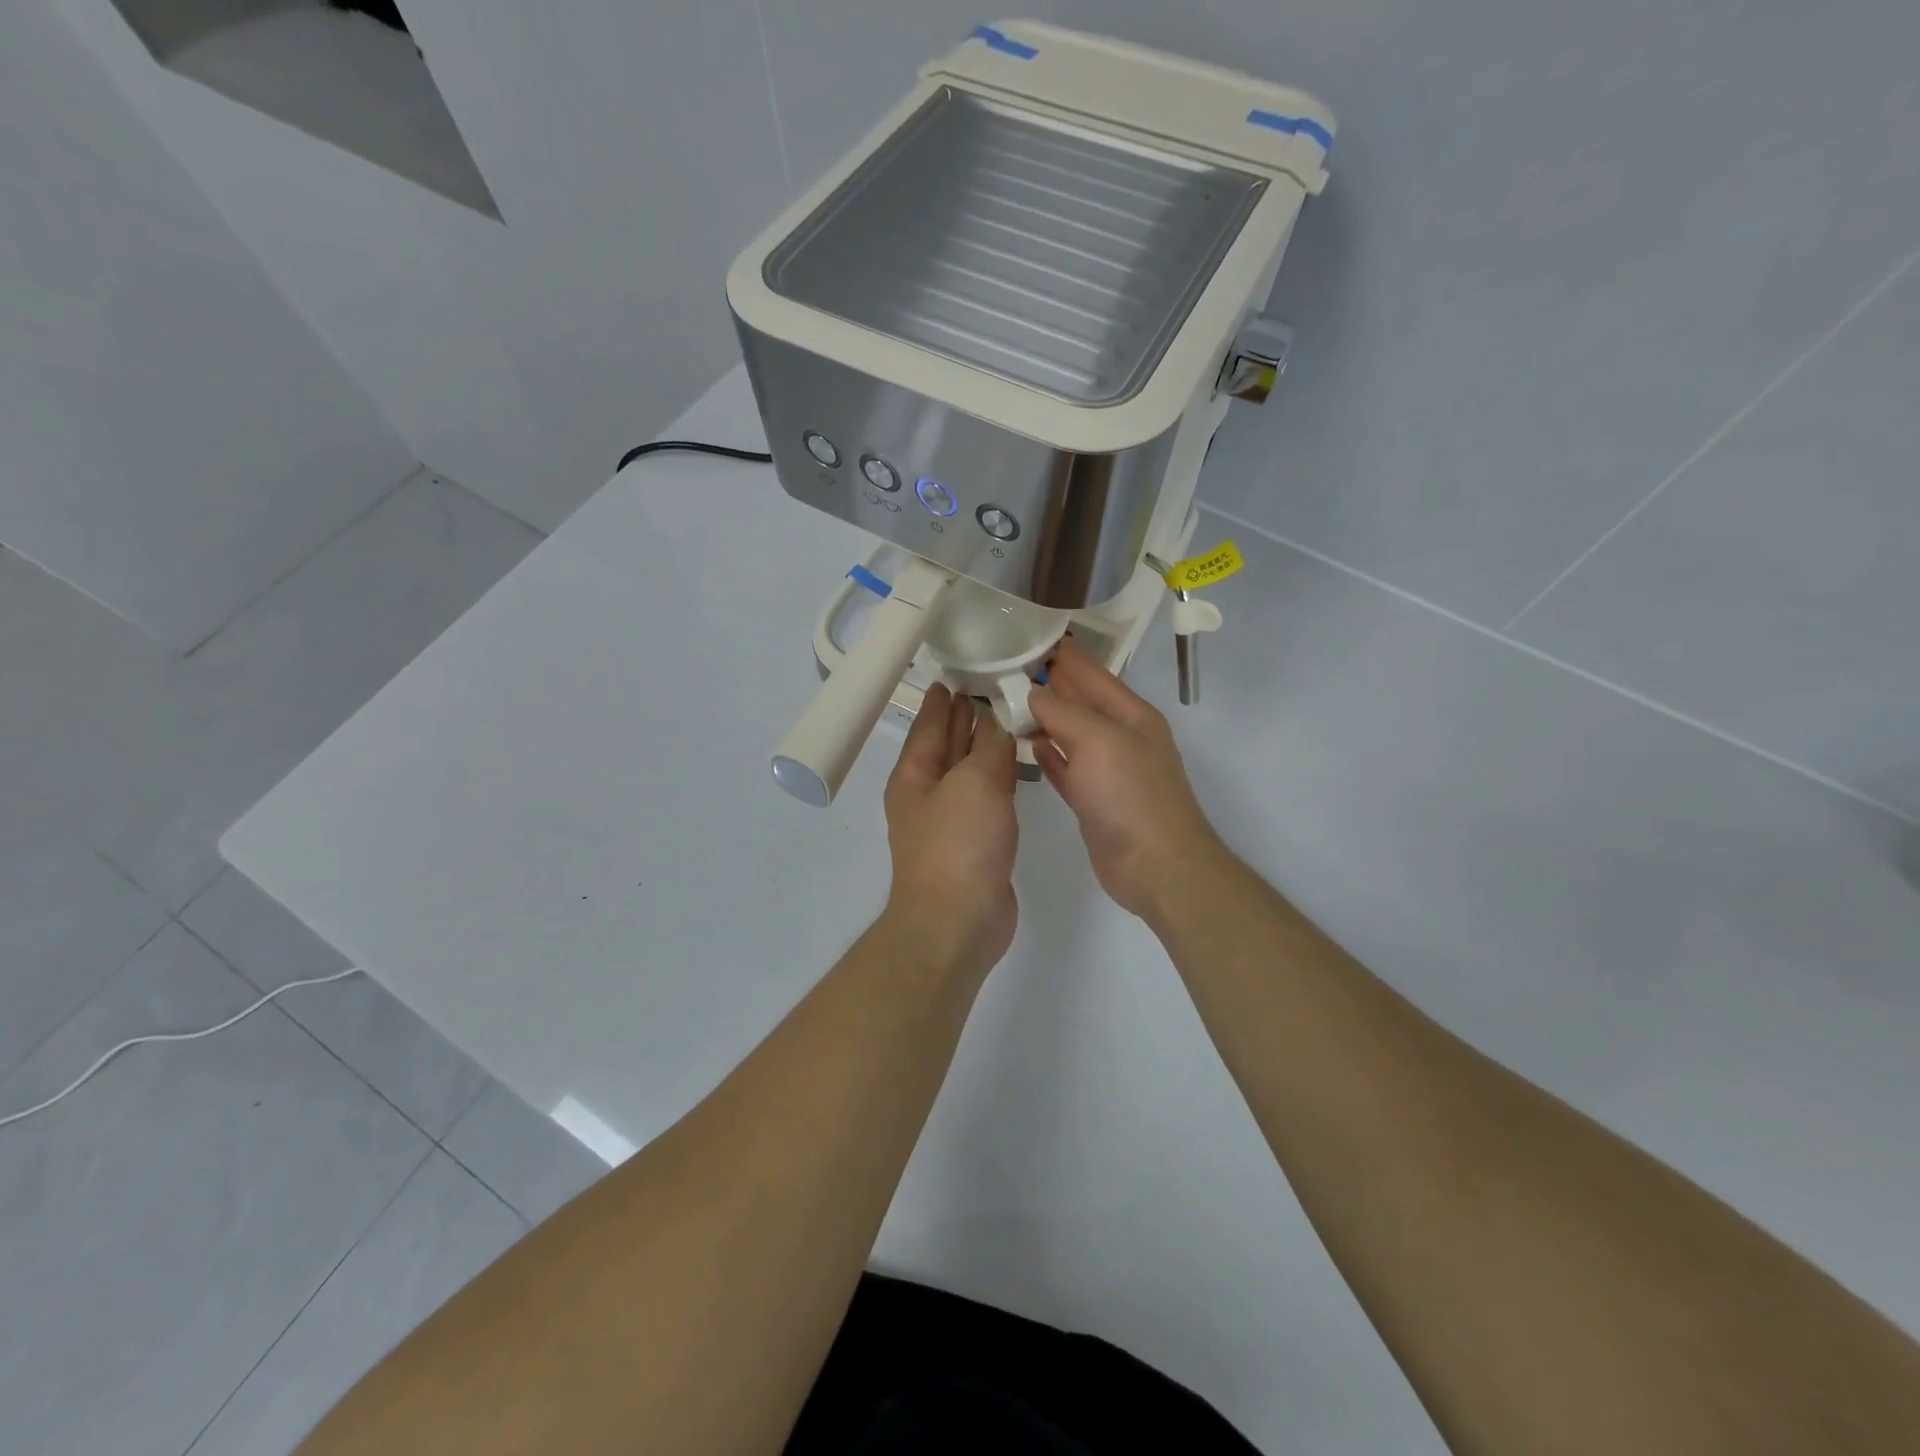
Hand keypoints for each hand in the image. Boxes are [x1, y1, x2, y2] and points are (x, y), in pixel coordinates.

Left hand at [882, 683, 1019, 977]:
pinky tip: (1013, 766)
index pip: (928, 725)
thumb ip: (989, 748)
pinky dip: (998, 777)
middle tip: (986, 686)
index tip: (953, 674)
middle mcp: (928, 794)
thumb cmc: (958, 844)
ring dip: (983, 746)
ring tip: (1005, 717)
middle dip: (962, 718)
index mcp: (914, 775)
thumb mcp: (974, 783)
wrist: (958, 921)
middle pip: (946, 745)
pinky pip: (986, 797)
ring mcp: (951, 821)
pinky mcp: (975, 843)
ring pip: (968, 771)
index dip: (941, 700)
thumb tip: (999, 723)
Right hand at [1028, 638, 1226, 920]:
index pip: (1093, 674)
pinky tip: (1026, 743)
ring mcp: (1107, 770)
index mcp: (1132, 715)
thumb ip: (1064, 712)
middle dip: (1049, 683)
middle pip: (1080, 702)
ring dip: (1043, 718)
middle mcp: (1120, 737)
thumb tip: (1034, 692)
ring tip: (1007, 701)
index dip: (1065, 655)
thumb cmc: (1130, 794)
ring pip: (1069, 734)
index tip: (1030, 637)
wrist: (1156, 865)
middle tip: (1007, 666)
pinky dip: (1047, 754)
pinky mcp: (1092, 799)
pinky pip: (1064, 767)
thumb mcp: (1099, 740)